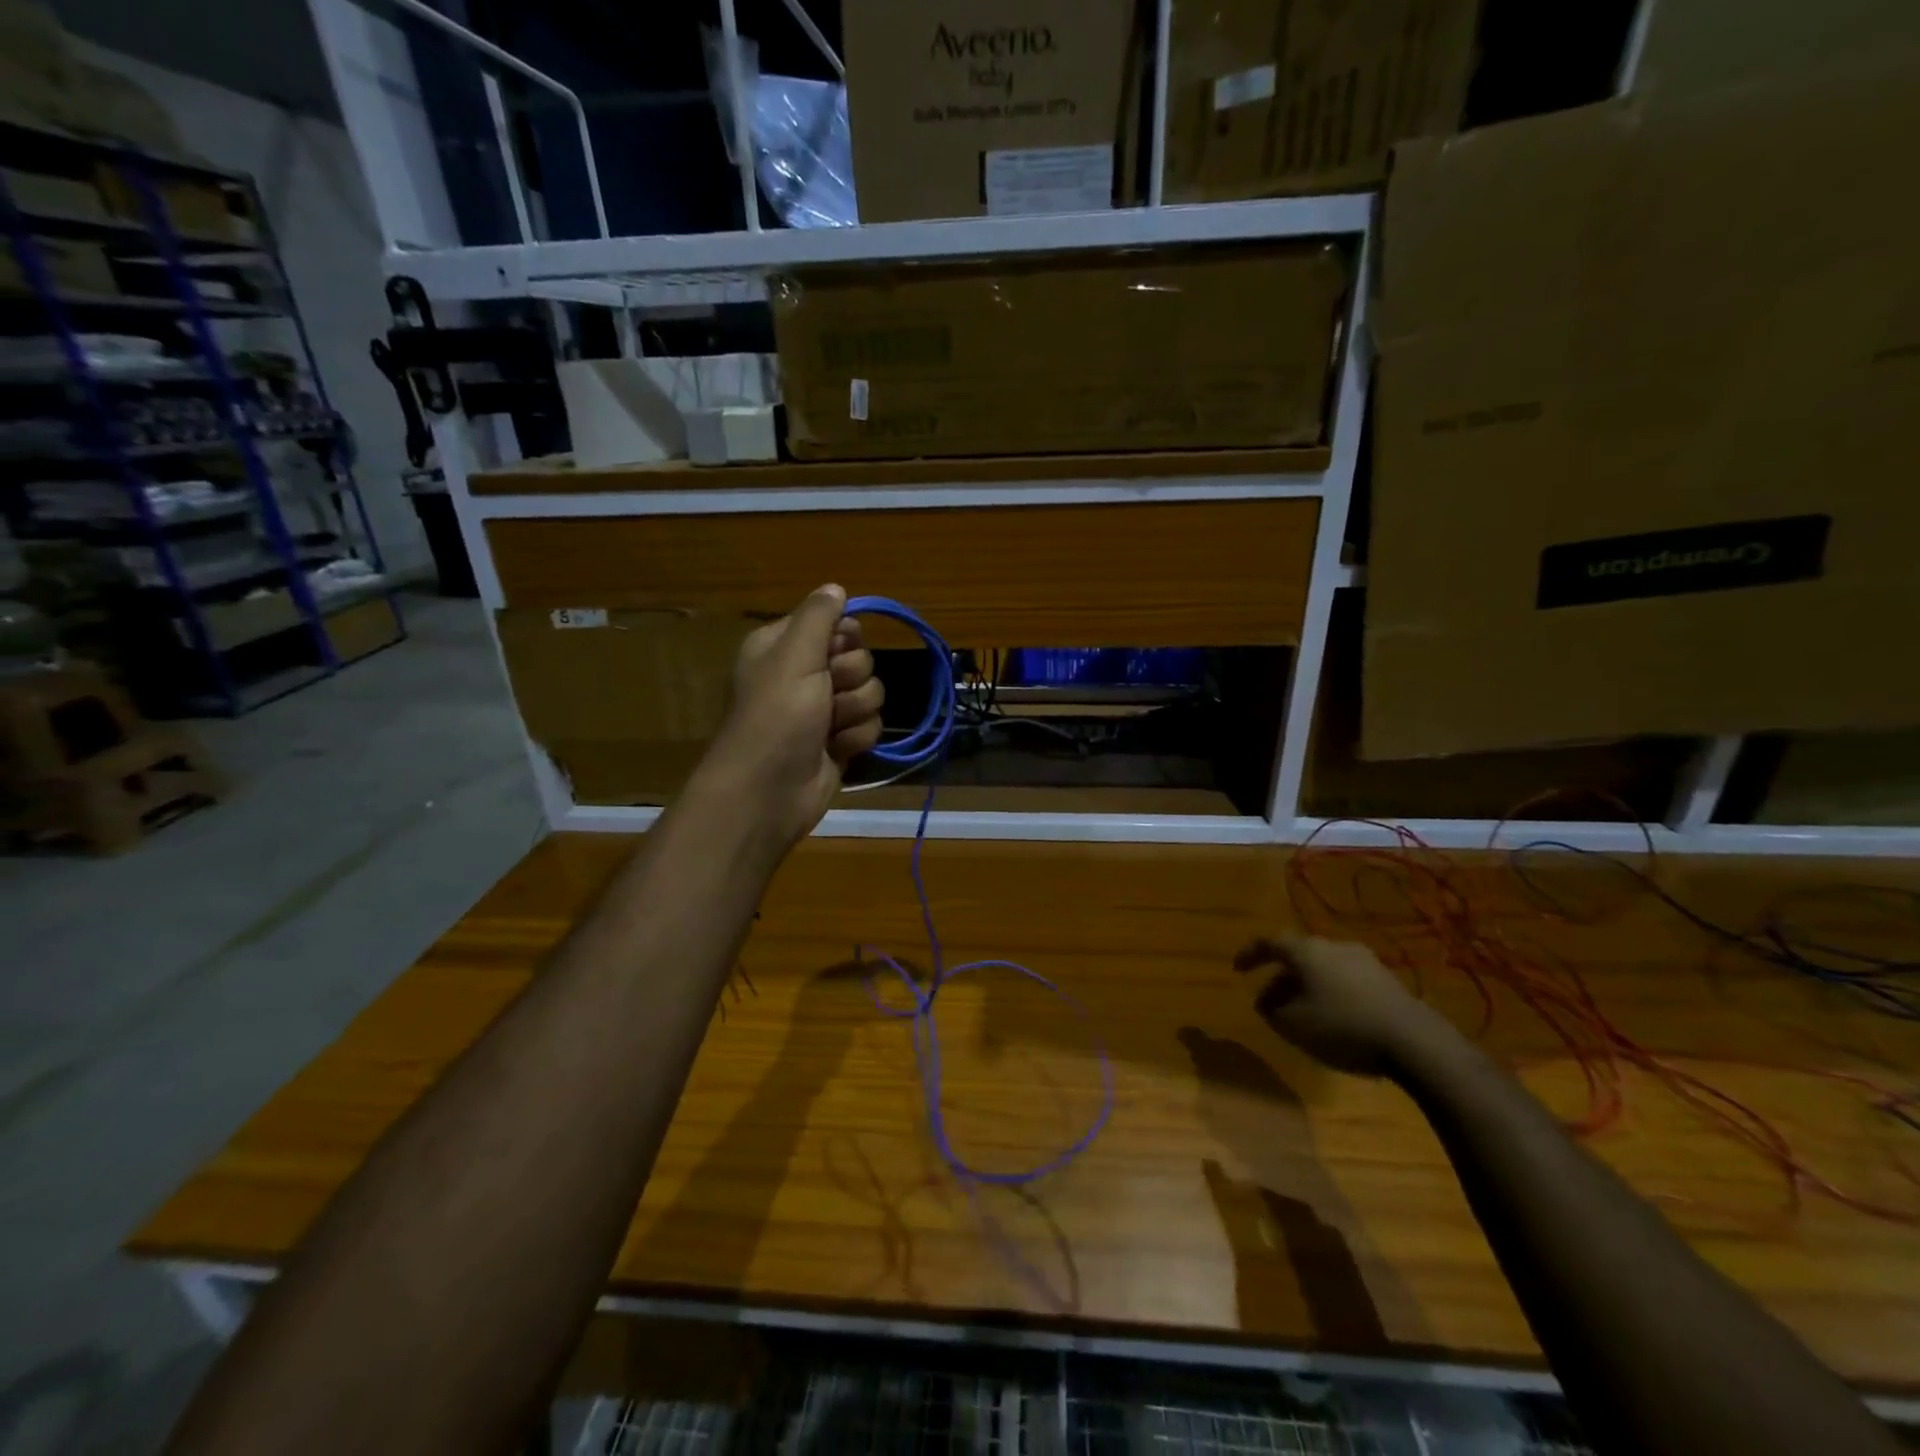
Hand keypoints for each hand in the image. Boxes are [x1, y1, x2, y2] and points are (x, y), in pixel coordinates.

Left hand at [698, 584, 883, 849]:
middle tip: (826, 695)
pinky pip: (870, 726)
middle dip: (850, 679)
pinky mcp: (839, 742)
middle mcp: (804, 675)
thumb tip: (835, 587)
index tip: (834, 652)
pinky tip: (836, 749)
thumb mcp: (794, 655)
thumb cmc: (777, 716)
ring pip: (871, 694)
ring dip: (854, 711)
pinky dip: (856, 738)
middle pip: (860, 659)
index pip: (836, 624)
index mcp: (785, 647)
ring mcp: (823, 711)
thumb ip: (818, 617)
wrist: (769, 791)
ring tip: (828, 728)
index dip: (844, 639)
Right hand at [1235, 934, 1454, 1077]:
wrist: (1415, 1042)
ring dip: (1307, 986)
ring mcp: (1364, 961)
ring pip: (1323, 968)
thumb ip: (1272, 1010)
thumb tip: (1267, 1002)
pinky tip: (1334, 1018)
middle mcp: (1333, 946)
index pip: (1269, 943)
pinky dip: (1331, 993)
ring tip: (1301, 1012)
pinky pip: (1346, 980)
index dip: (1250, 955)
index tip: (1237, 969)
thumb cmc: (1343, 1027)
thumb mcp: (1294, 1025)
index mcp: (1307, 950)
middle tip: (1269, 1001)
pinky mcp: (1387, 981)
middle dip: (1281, 977)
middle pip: (1298, 956)